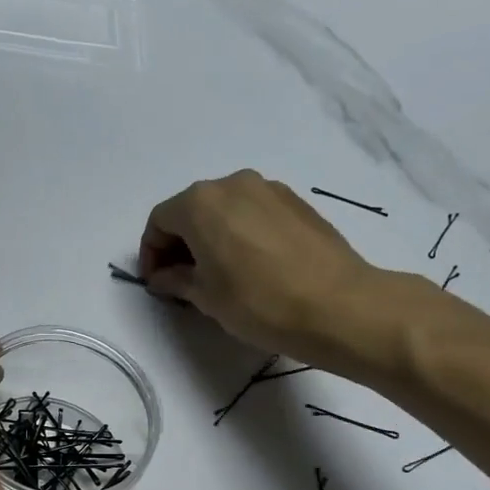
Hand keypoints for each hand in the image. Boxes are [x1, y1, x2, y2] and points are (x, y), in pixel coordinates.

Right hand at [138, 171, 386, 360]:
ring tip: (217, 274)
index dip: (151, 252)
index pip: (160, 221)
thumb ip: (177, 279)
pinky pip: (253, 213)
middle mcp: (233, 183)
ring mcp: (269, 189)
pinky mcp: (297, 203)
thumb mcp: (206, 296)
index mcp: (201, 202)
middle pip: (192, 209)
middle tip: (181, 279)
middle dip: (179, 243)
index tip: (155, 282)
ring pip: (225, 209)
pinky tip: (250, 266)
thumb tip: (164, 276)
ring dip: (211, 237)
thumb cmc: (258, 302)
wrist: (338, 306)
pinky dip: (240, 233)